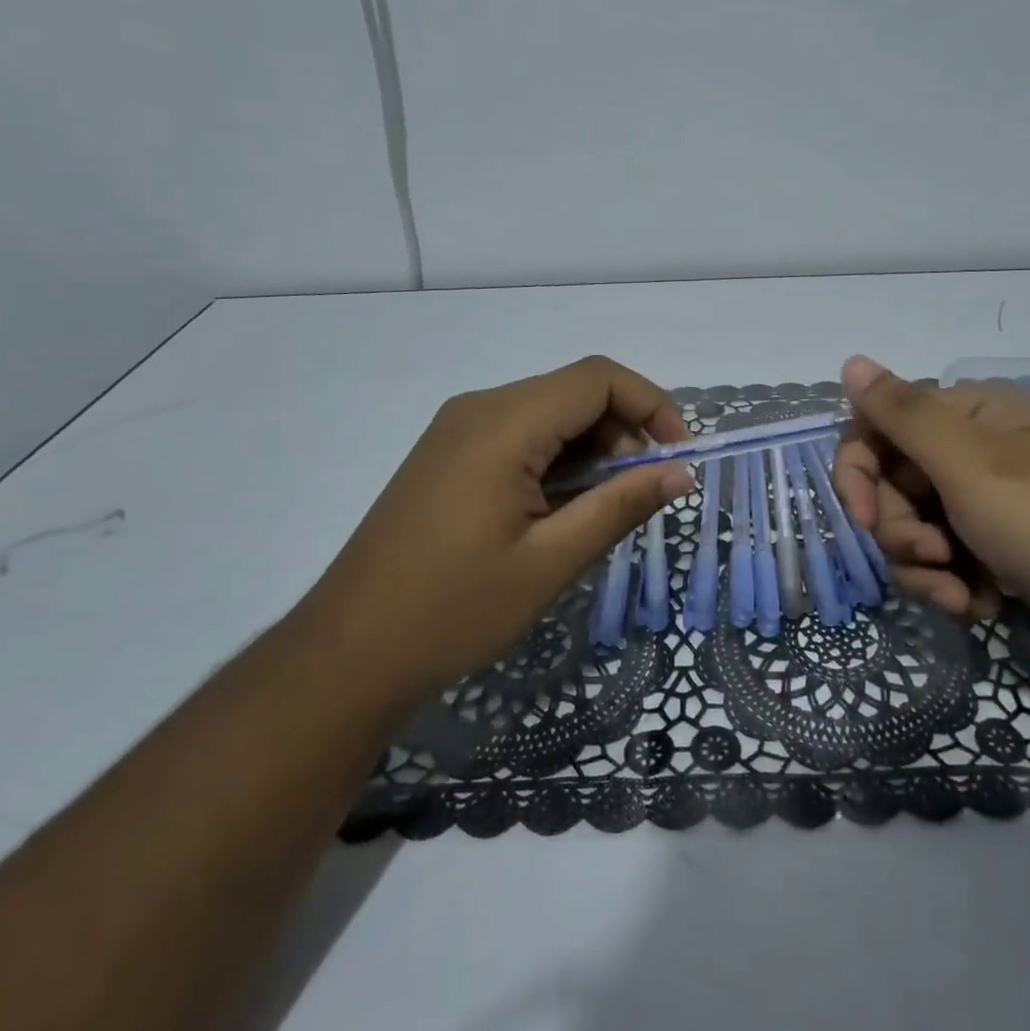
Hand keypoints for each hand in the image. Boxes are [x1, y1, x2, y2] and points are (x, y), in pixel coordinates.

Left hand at [313, 356, 694, 694]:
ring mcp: (457, 430)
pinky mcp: (448, 455)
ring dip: (591, 448)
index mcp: (503, 424)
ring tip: (602, 509)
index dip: (652, 405)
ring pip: (548, 413)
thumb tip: (680, 473)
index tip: (678, 457)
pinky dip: (557, 458)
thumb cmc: (454, 609)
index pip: (598, 378)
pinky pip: (520, 434)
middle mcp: (479, 409)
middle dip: (624, 430)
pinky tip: (560, 509)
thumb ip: (620, 506)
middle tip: (641, 493)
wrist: (349, 651)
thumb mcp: (550, 561)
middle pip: (574, 391)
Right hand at [833, 356, 1029, 651]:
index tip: (863, 521)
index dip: (856, 472)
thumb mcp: (972, 466)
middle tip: (934, 558)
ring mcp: (987, 503)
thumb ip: (904, 415)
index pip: (876, 427)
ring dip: (924, 568)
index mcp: (966, 415)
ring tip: (961, 595)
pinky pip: (945, 562)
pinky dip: (953, 586)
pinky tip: (982, 605)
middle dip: (899, 532)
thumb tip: (850, 361)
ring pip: (913, 530)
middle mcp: (972, 451)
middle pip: (890, 485)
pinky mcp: (1000, 549)